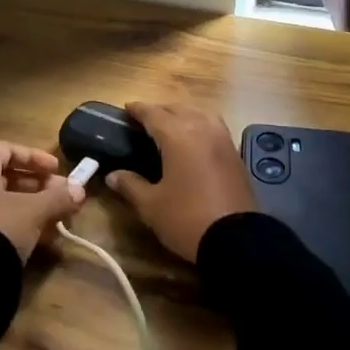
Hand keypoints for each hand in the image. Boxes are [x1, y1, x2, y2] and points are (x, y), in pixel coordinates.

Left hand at [0, 141, 84, 260]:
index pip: (7, 149)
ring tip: (57, 223)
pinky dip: (15, 226)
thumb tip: (80, 191)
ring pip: (0, 203)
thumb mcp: (32, 211)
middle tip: (63, 198)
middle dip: (39, 188)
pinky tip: (39, 241)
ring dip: (31, 209)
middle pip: (5, 178)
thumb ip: (57, 198)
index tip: (58, 171)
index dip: (36, 158)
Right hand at [105, 101, 256, 261]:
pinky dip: (200, 125)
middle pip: (178, 109)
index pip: (153, 114)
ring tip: (171, 127)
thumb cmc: (187, 219)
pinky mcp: (235, 154)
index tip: (127, 108)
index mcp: (178, 136)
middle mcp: (202, 129)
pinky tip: (194, 141)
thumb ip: (130, 185)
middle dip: (160, 111)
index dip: (138, 109)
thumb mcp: (151, 206)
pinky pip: (214, 127)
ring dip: (183, 115)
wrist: (237, 241)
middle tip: (144, 121)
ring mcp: (222, 140)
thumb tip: (112, 176)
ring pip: (200, 114)